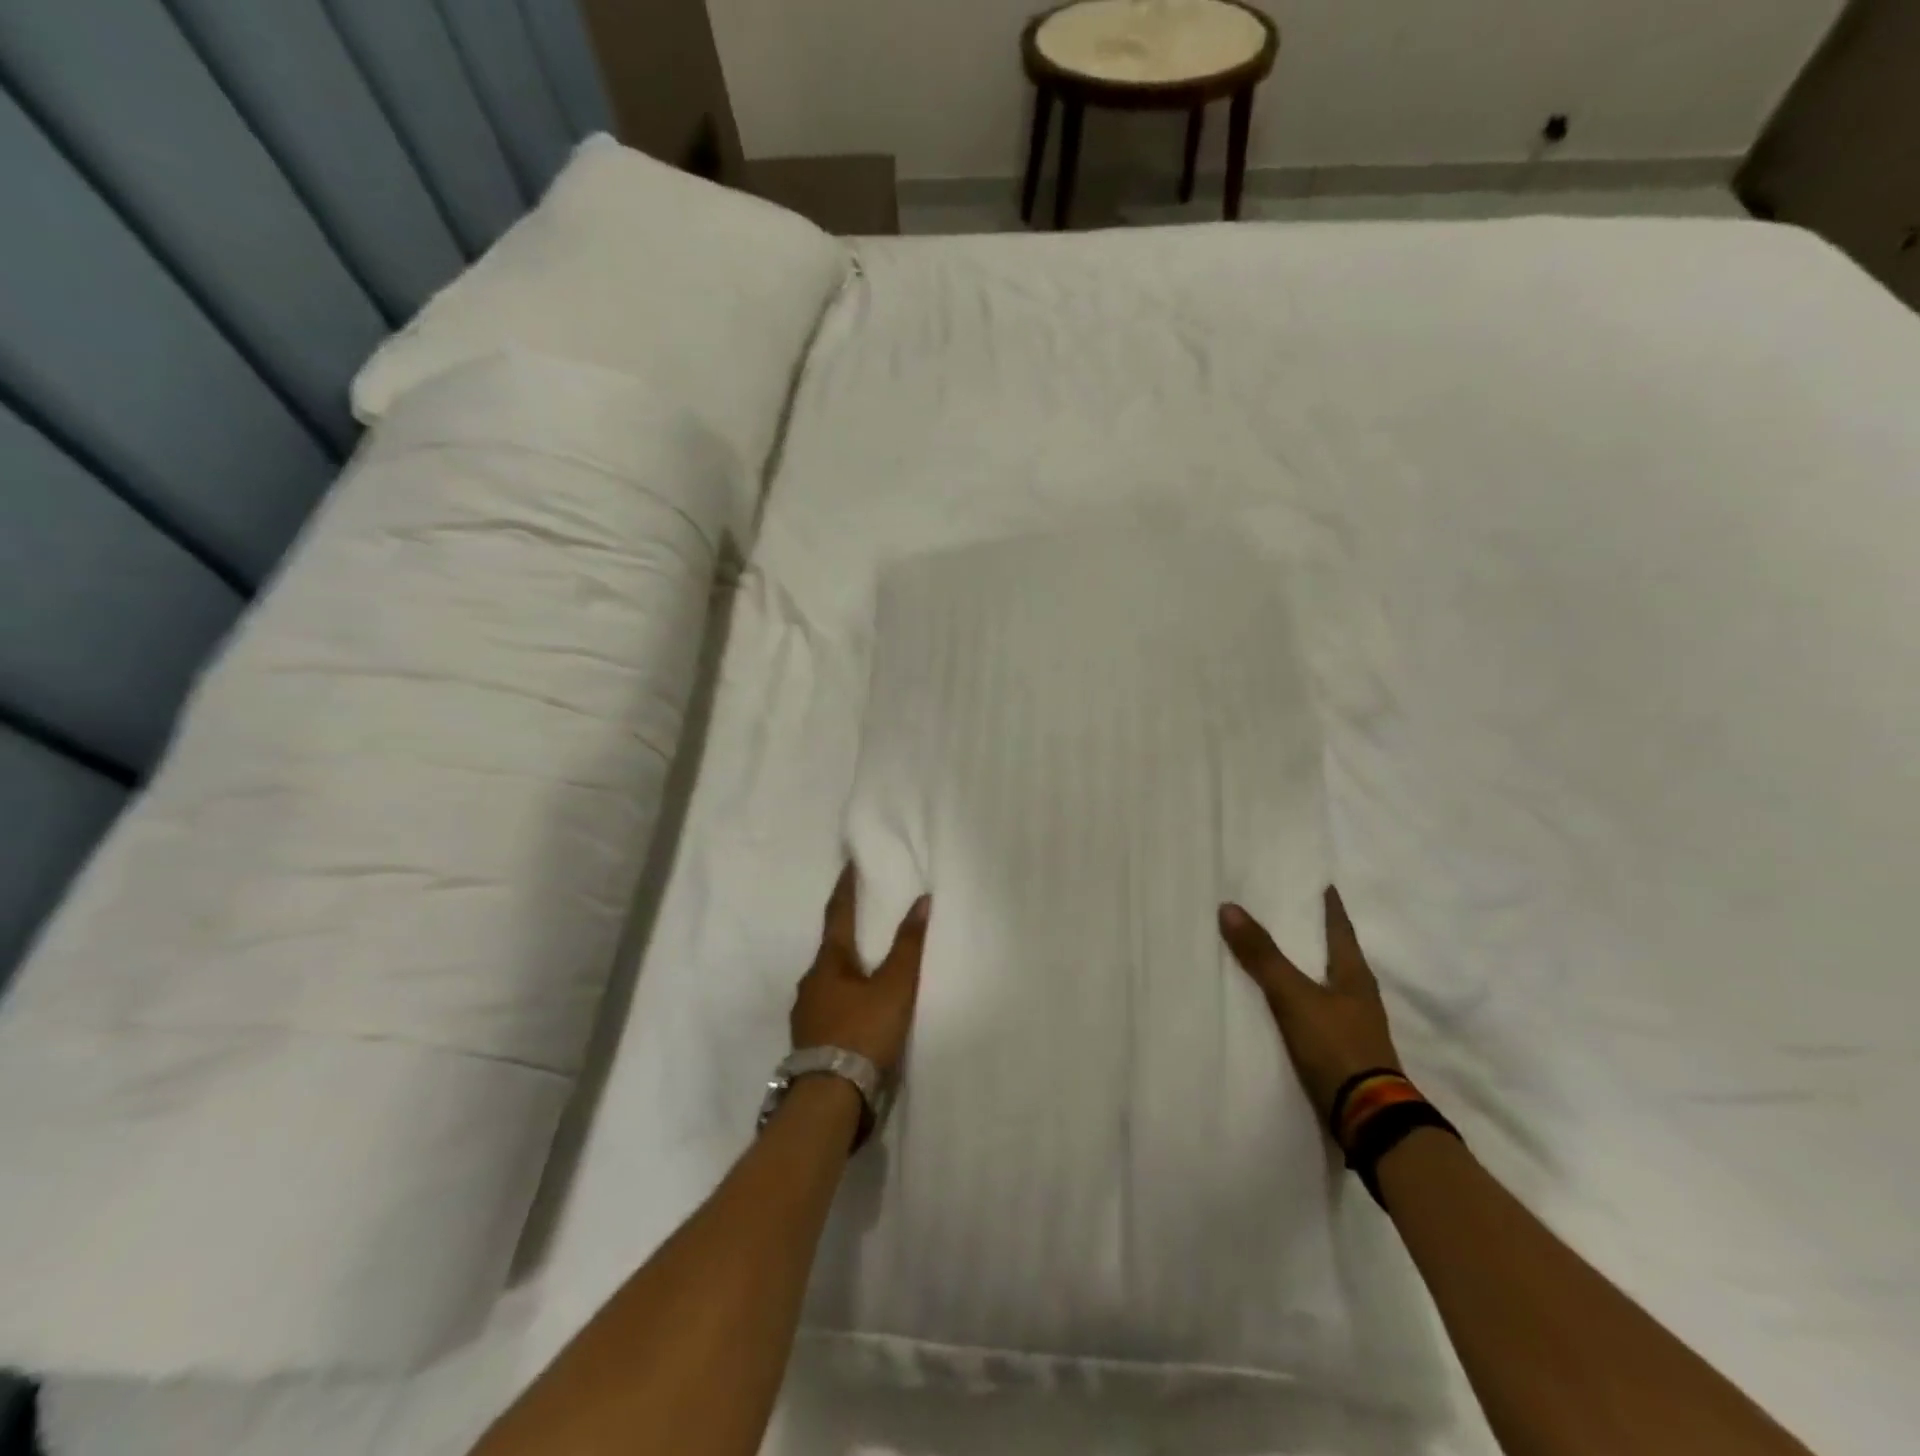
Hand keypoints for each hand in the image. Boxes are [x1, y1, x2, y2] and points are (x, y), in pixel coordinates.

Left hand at [792, 865, 931, 1078]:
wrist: (829, 1097)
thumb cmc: (863, 1031)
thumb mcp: (894, 987)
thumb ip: (908, 946)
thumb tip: (921, 901)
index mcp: (828, 963)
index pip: (837, 914)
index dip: (845, 888)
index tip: (848, 865)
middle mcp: (809, 982)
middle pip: (831, 950)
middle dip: (847, 936)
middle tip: (866, 924)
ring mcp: (805, 1013)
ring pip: (829, 981)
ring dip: (846, 971)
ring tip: (867, 972)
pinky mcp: (808, 1041)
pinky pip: (828, 1007)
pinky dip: (844, 999)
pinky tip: (857, 1011)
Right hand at [1219, 887, 1402, 1127]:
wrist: (1368, 1118)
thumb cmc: (1335, 1045)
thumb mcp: (1293, 996)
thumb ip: (1262, 956)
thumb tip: (1228, 907)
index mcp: (1356, 975)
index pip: (1340, 929)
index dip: (1330, 907)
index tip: (1324, 884)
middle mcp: (1359, 996)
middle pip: (1336, 955)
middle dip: (1316, 935)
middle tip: (1292, 912)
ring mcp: (1354, 1026)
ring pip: (1327, 984)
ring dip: (1308, 968)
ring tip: (1282, 954)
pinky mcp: (1343, 1052)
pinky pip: (1318, 1012)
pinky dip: (1302, 998)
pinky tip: (1284, 1002)